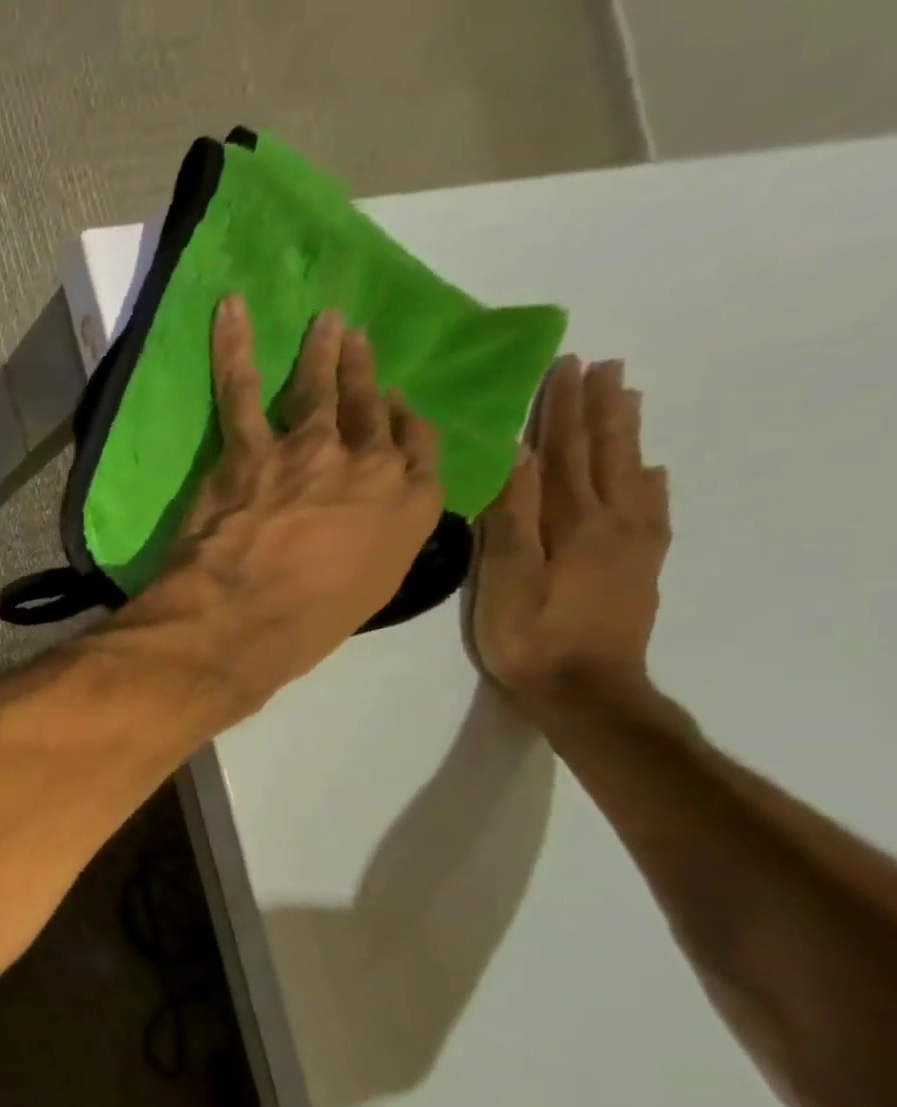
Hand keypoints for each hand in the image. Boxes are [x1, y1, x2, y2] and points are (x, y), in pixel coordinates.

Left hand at [120, 297, 441, 715]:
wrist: (241, 620)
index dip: (406, 425)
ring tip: (326, 324)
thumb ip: (371, 550)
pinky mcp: (248, 452)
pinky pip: (240, 391)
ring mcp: (307, 452)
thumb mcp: (365, 596)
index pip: (418, 452)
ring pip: (317, 392)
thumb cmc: (305, 627)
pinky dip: (233, 349)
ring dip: (321, 355)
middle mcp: (368, 468)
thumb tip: (358, 535)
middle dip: (366, 377)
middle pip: (370, 412)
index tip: (398, 408)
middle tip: (359, 344)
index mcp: (408, 509)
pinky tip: (231, 312)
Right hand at [471, 356, 669, 712]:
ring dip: (626, 433)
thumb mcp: (505, 578)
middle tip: (602, 366)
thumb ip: (513, 519)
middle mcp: (611, 521)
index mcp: (572, 522)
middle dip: (598, 409)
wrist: (585, 688)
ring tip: (627, 397)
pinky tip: (649, 470)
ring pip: (630, 473)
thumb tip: (520, 459)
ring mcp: (633, 543)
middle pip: (603, 454)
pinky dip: (649, 481)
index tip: (563, 368)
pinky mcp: (641, 566)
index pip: (562, 454)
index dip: (560, 412)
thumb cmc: (529, 636)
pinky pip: (652, 510)